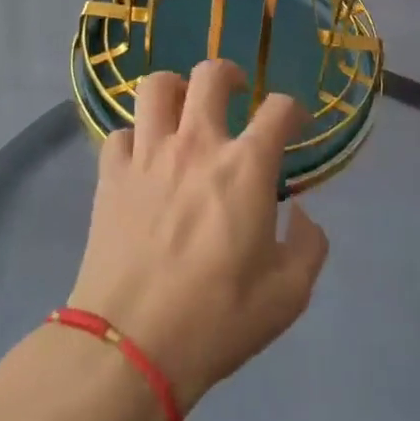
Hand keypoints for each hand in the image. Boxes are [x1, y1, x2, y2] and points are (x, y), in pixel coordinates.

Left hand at [68, 60, 329, 413]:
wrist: (130, 345)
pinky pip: (120, 133)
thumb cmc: (217, 319)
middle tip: (235, 94)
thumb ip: (309, 246)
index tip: (295, 124)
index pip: (279, 108)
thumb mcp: (288, 296)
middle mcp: (197, 144)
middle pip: (211, 74)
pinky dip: (135, 138)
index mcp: (246, 166)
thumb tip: (303, 215)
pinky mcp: (111, 174)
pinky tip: (143, 159)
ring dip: (175, 90)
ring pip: (156, 86)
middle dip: (229, 75)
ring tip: (183, 110)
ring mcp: (148, 154)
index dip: (293, 109)